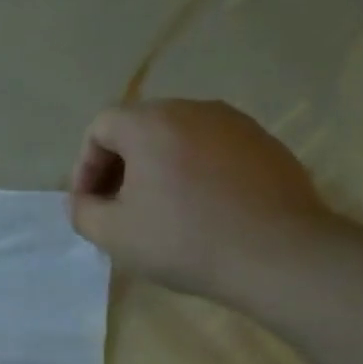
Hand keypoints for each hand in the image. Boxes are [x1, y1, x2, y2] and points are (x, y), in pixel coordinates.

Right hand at [67, 100, 339, 309]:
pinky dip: (195, 172)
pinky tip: (203, 211)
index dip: (85, 166)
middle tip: (118, 208)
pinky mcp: (266, 144)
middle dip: (120, 166)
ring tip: (160, 211)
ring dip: (158, 169)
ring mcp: (235, 123)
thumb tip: (83, 200)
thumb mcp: (114, 234)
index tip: (89, 204)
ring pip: (179, 138)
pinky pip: (214, 150)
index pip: (101, 126)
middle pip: (140, 127)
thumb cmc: (184, 240)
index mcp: (151, 123)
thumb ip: (83, 211)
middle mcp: (193, 109)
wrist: (278, 254)